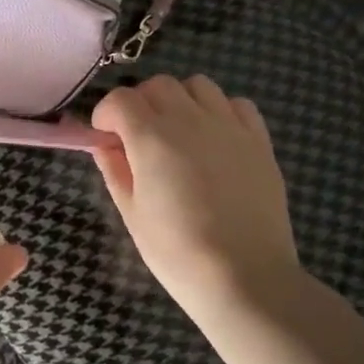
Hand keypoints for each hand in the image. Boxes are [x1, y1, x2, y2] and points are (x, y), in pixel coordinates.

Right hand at [90, 75, 298, 323]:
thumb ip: (114, 169)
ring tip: (179, 131)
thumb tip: (104, 145)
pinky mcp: (259, 141)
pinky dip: (221, 111)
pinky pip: (237, 104)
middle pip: (158, 85)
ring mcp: (228, 126)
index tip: (106, 137)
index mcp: (151, 137)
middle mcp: (189, 119)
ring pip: (198, 85)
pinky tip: (216, 138)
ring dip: (181, 100)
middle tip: (139, 136)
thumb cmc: (178, 252)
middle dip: (141, 103)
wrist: (245, 279)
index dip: (106, 114)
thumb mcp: (131, 213)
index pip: (119, 99)